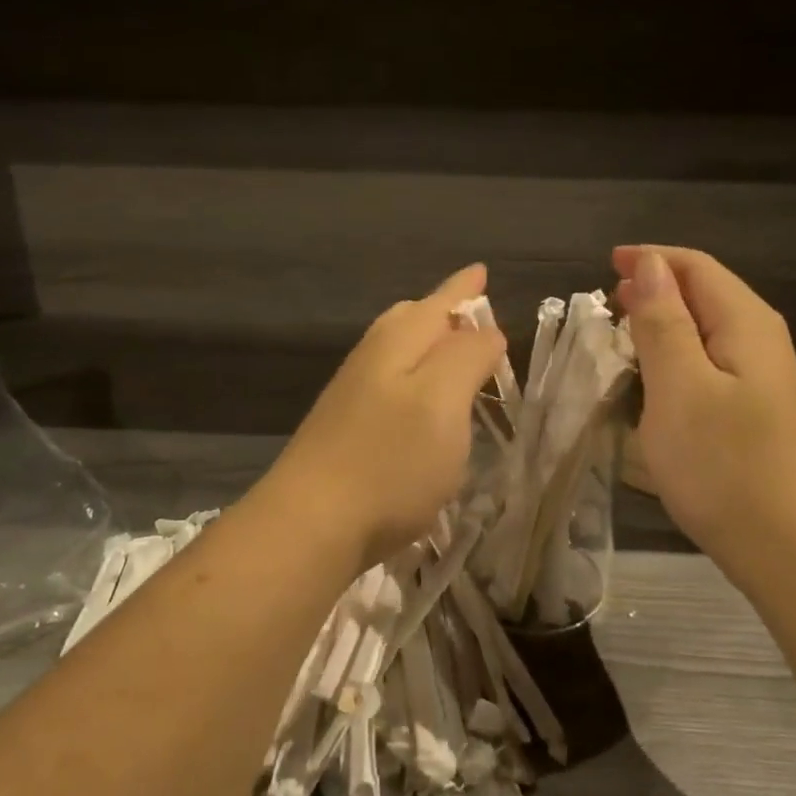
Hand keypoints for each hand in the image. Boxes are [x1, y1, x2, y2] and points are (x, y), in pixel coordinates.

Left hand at [261, 263, 506, 577]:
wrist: (311, 524)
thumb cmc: (390, 460)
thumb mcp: (443, 401)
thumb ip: (468, 356)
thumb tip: (485, 330)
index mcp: (398, 342)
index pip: (439, 302)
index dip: (464, 288)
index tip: (482, 272)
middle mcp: (371, 358)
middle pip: (410, 319)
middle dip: (443, 312)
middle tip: (473, 312)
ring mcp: (353, 395)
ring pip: (397, 352)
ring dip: (429, 346)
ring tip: (454, 352)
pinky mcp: (347, 430)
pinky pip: (390, 385)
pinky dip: (415, 380)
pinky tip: (423, 404)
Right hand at [611, 246, 795, 564]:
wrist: (785, 545)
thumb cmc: (723, 464)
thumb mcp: (680, 386)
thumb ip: (664, 322)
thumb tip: (650, 265)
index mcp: (744, 322)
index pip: (695, 267)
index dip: (650, 259)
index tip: (605, 265)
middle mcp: (759, 339)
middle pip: (704, 292)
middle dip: (654, 288)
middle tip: (606, 305)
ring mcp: (761, 377)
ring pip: (705, 328)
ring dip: (662, 323)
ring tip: (620, 336)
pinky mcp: (754, 409)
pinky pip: (708, 362)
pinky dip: (674, 357)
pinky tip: (652, 379)